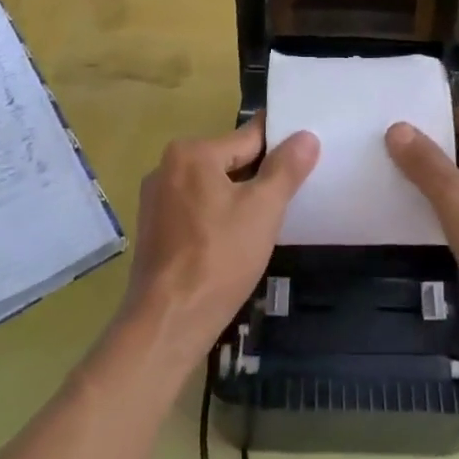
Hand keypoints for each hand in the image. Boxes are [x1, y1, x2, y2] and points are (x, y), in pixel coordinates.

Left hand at [121, 118, 319, 367]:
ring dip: (237, 198)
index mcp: (191, 153)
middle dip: (258, 176)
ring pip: (212, 187)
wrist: (168, 322)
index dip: (280, 146)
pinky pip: (195, 209)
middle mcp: (167, 167)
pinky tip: (234, 240)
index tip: (303, 154)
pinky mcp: (153, 229)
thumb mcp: (263, 209)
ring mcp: (155, 199)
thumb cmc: (219, 258)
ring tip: (266, 220)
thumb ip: (286, 169)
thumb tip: (305, 136)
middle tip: (290, 195)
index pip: (248, 138)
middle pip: (228, 161)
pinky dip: (216, 217)